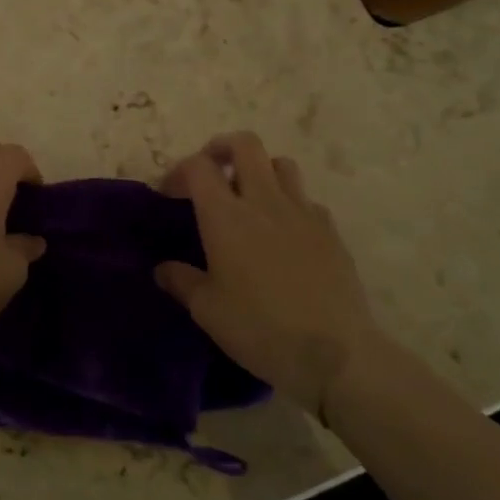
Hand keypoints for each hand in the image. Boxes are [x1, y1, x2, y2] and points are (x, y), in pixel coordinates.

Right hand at [155, 132, 382, 419]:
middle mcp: (264, 201)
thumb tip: (162, 268)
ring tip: (249, 197)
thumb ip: (181, 281)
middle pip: (245, 144)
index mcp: (226, 216)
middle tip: (211, 172)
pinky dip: (289, 203)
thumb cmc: (261, 329)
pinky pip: (306, 199)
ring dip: (260, 170)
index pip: (198, 166)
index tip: (169, 194)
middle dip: (222, 148)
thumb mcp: (208, 311)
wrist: (338, 355)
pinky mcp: (330, 230)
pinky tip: (285, 233)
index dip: (179, 171)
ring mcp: (302, 212)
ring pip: (280, 163)